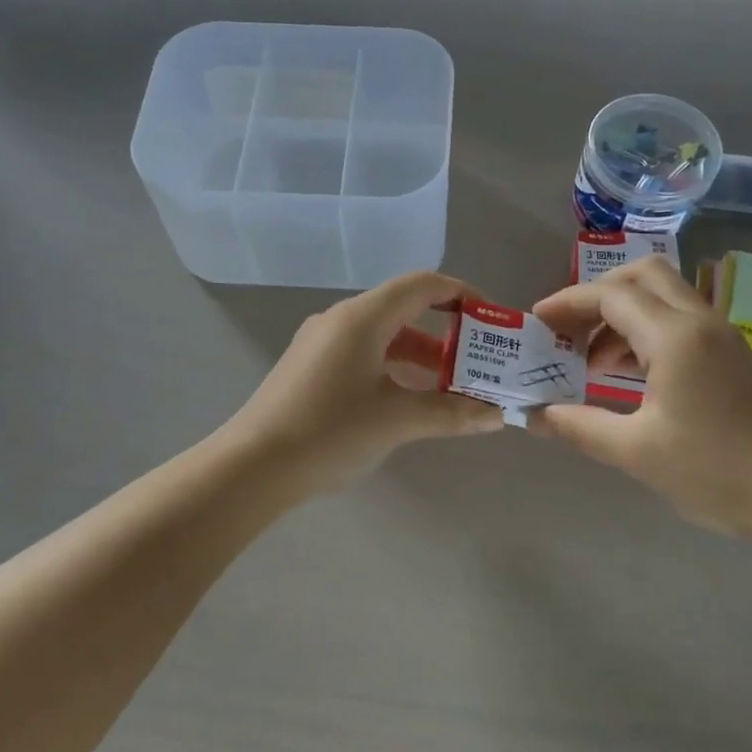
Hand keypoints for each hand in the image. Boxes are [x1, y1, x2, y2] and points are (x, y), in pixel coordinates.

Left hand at [222, 272, 504, 491]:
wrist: (252, 467)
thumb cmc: (330, 432)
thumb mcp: (397, 421)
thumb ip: (451, 413)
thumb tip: (498, 415)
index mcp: (362, 318)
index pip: (422, 285)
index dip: (461, 295)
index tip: (490, 321)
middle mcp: (340, 320)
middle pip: (403, 310)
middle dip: (446, 334)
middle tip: (478, 362)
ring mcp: (320, 344)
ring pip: (383, 336)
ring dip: (420, 356)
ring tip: (451, 387)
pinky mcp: (309, 368)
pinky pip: (363, 354)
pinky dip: (393, 368)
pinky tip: (406, 401)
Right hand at [530, 257, 751, 541]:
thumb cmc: (713, 471)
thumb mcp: (634, 451)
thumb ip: (578, 426)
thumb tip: (533, 415)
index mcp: (674, 337)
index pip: (611, 295)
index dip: (568, 303)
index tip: (536, 323)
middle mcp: (699, 322)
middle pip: (642, 275)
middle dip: (597, 293)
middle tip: (568, 329)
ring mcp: (719, 335)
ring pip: (662, 295)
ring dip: (621, 313)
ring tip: (590, 359)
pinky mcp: (729, 354)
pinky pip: (678, 319)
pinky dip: (644, 330)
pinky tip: (625, 372)